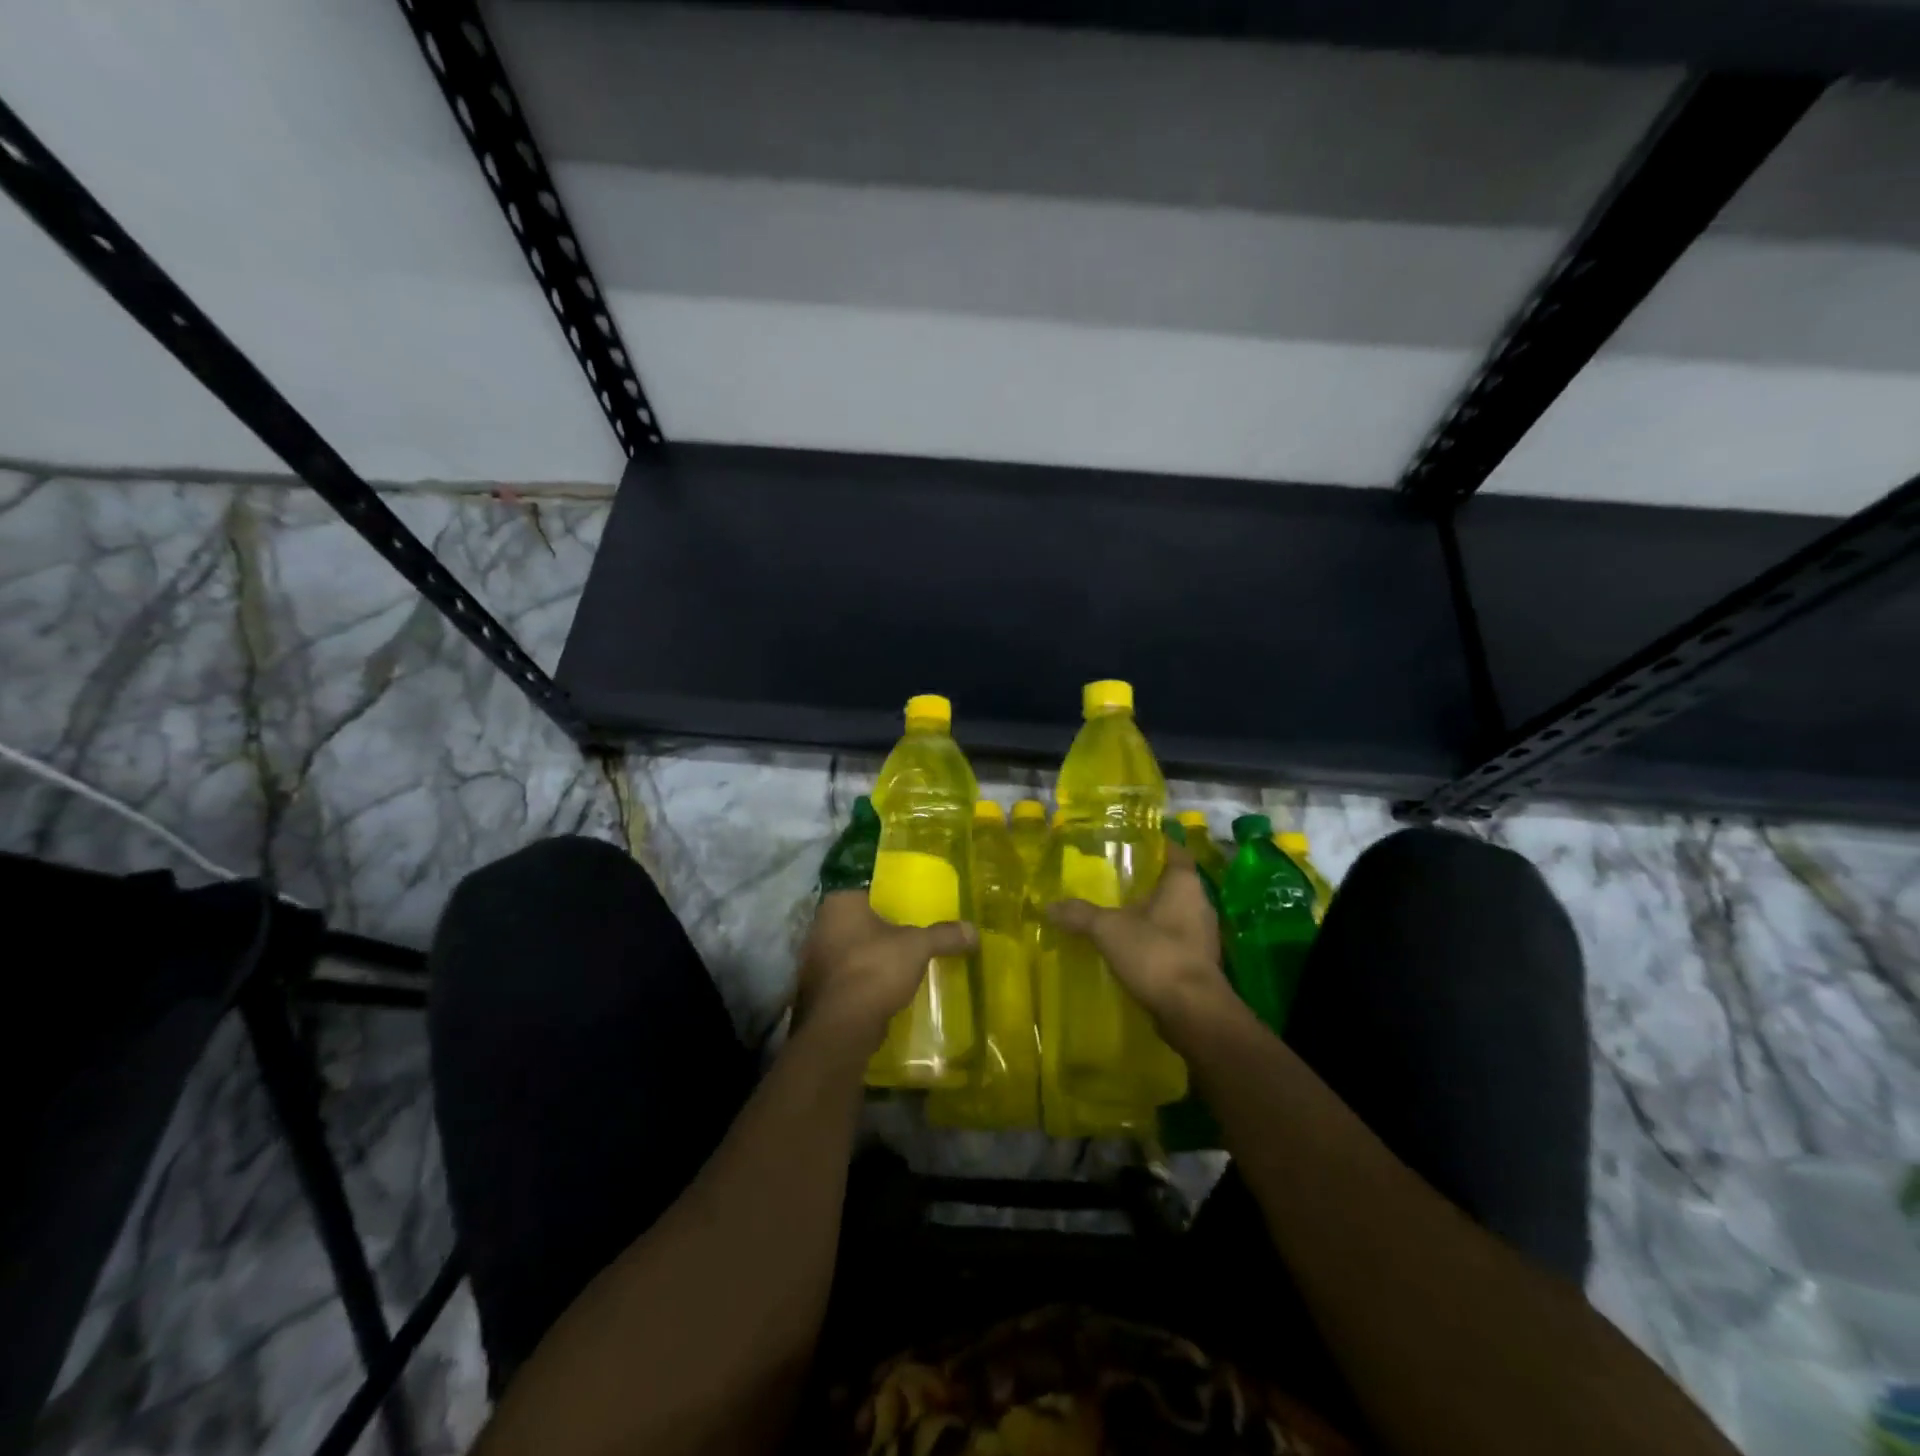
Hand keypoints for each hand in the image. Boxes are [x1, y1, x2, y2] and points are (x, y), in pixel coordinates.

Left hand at [794, 891, 976, 1049]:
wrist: (842, 1026)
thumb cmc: (875, 968)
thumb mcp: (917, 946)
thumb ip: (944, 935)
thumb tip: (974, 931)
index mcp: (839, 903)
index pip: (864, 887)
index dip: (885, 893)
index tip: (906, 902)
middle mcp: (819, 925)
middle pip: (856, 919)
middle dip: (879, 926)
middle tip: (907, 931)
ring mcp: (814, 959)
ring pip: (849, 948)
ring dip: (869, 955)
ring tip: (898, 960)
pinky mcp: (817, 989)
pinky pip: (845, 976)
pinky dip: (862, 979)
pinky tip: (883, 987)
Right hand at [1045, 843, 1237, 1037]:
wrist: (1193, 1012)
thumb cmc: (1156, 954)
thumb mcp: (1109, 929)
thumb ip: (1080, 914)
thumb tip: (1048, 906)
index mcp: (1184, 883)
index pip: (1173, 850)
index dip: (1154, 843)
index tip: (1130, 842)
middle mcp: (1200, 903)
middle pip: (1172, 882)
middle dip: (1146, 881)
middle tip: (1114, 877)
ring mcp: (1203, 935)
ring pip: (1174, 912)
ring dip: (1150, 913)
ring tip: (1117, 911)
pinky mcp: (1199, 962)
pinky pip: (1174, 940)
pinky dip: (1155, 939)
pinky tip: (1131, 946)